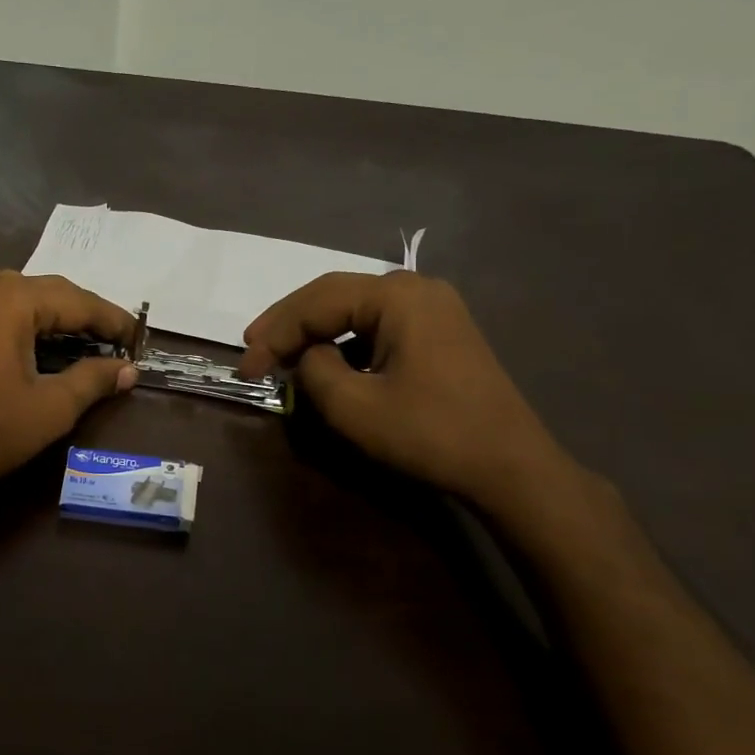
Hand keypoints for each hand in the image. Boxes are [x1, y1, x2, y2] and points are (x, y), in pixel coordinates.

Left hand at [0, 271, 136, 499]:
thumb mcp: (51, 408)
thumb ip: (93, 380)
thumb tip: (128, 370)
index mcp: (12, 299)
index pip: (77, 300)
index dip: (112, 319)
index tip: (139, 338)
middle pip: (49, 293)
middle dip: (85, 316)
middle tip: (117, 341)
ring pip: (22, 301)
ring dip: (56, 319)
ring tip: (85, 342)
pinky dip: (26, 325)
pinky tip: (38, 345)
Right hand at [238, 271, 572, 511]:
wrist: (510, 465)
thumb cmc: (430, 433)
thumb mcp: (355, 408)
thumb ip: (314, 371)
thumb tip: (306, 357)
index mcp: (396, 296)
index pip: (316, 303)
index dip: (274, 334)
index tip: (245, 368)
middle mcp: (415, 288)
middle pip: (334, 296)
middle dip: (289, 325)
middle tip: (252, 350)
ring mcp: (432, 307)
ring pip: (354, 310)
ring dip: (315, 332)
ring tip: (281, 356)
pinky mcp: (439, 331)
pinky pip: (377, 326)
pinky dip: (345, 342)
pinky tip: (327, 362)